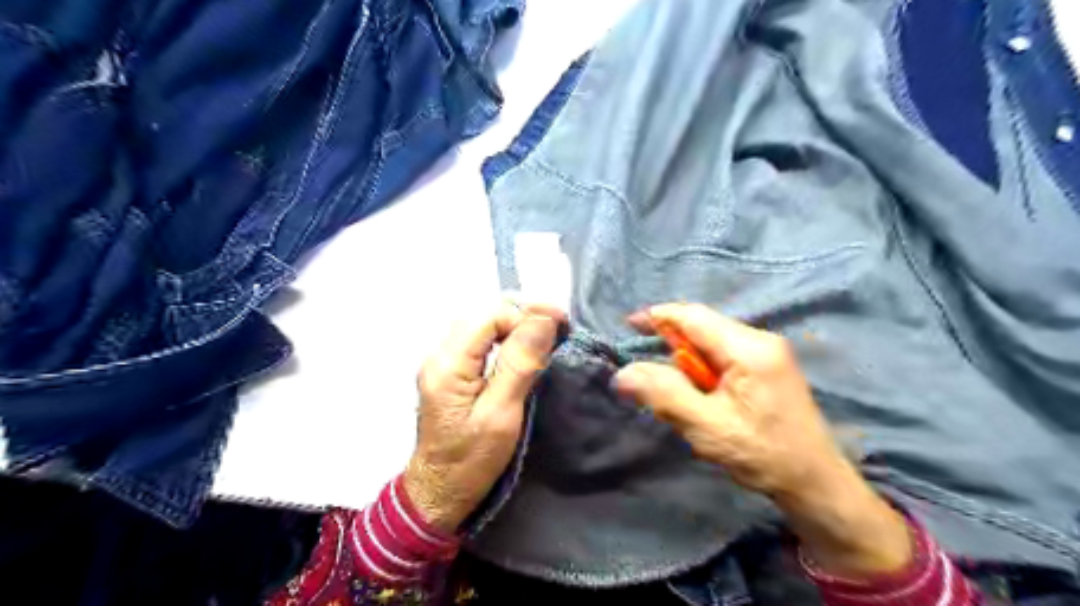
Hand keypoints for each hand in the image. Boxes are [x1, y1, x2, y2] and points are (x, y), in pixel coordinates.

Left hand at [401, 301, 561, 532]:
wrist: (439, 493)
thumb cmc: (471, 461)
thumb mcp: (501, 414)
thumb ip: (519, 364)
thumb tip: (543, 320)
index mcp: (448, 363)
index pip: (490, 315)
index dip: (527, 314)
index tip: (562, 325)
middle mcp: (440, 354)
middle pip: (485, 314)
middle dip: (524, 315)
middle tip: (560, 329)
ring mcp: (444, 362)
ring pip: (484, 324)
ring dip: (517, 325)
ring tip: (549, 336)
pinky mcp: (452, 372)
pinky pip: (482, 340)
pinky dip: (507, 337)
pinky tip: (526, 348)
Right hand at [615, 302, 910, 578]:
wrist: (816, 484)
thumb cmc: (763, 455)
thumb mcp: (707, 427)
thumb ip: (663, 395)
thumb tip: (623, 374)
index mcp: (749, 348)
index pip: (693, 316)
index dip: (658, 316)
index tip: (629, 326)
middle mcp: (761, 340)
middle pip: (703, 328)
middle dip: (674, 349)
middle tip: (656, 382)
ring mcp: (768, 353)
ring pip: (712, 343)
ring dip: (689, 365)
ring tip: (688, 402)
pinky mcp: (769, 367)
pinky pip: (725, 356)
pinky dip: (705, 372)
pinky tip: (706, 400)